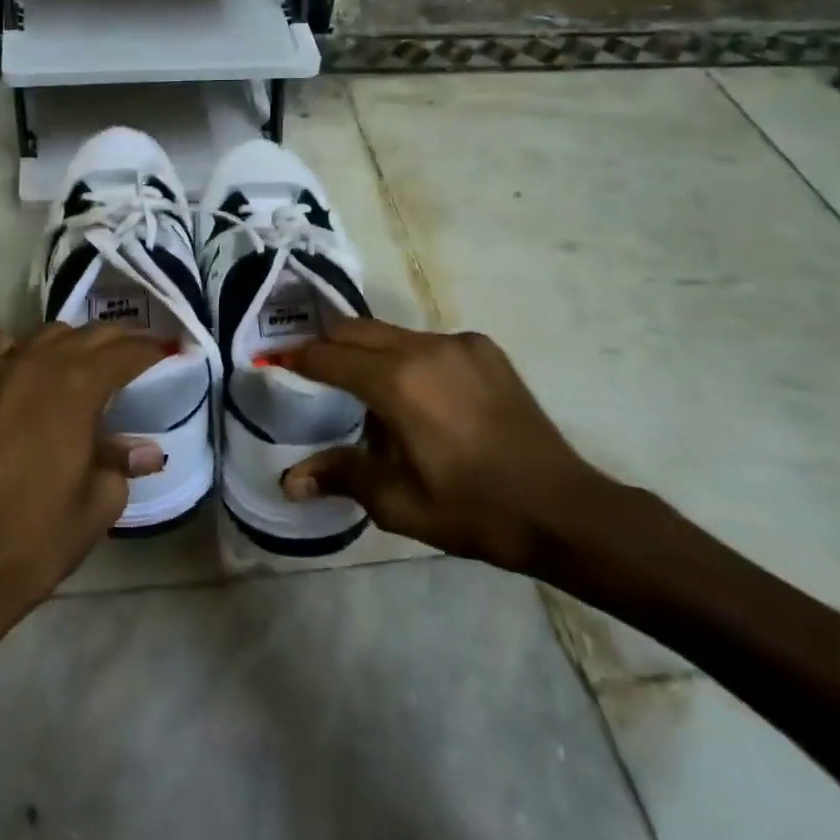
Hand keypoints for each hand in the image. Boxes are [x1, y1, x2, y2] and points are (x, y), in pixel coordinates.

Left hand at [0, 324, 166, 656]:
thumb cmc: (40, 538)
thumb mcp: (100, 501)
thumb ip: (122, 461)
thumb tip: (146, 450)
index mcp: (77, 388)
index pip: (124, 353)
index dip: (152, 349)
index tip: (171, 350)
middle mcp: (37, 367)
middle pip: (87, 335)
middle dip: (120, 341)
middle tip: (141, 354)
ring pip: (42, 335)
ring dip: (72, 342)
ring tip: (88, 363)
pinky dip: (11, 345)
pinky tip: (23, 363)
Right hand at [279, 320, 614, 574]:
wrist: (564, 509)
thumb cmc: (473, 510)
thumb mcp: (398, 503)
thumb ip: (340, 476)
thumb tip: (289, 480)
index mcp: (397, 382)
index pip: (328, 357)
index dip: (296, 360)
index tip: (275, 365)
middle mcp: (423, 347)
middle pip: (355, 330)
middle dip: (328, 347)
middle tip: (312, 373)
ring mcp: (458, 343)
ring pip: (392, 333)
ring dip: (369, 352)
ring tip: (367, 390)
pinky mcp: (484, 349)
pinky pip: (427, 342)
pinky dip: (407, 357)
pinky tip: (419, 395)